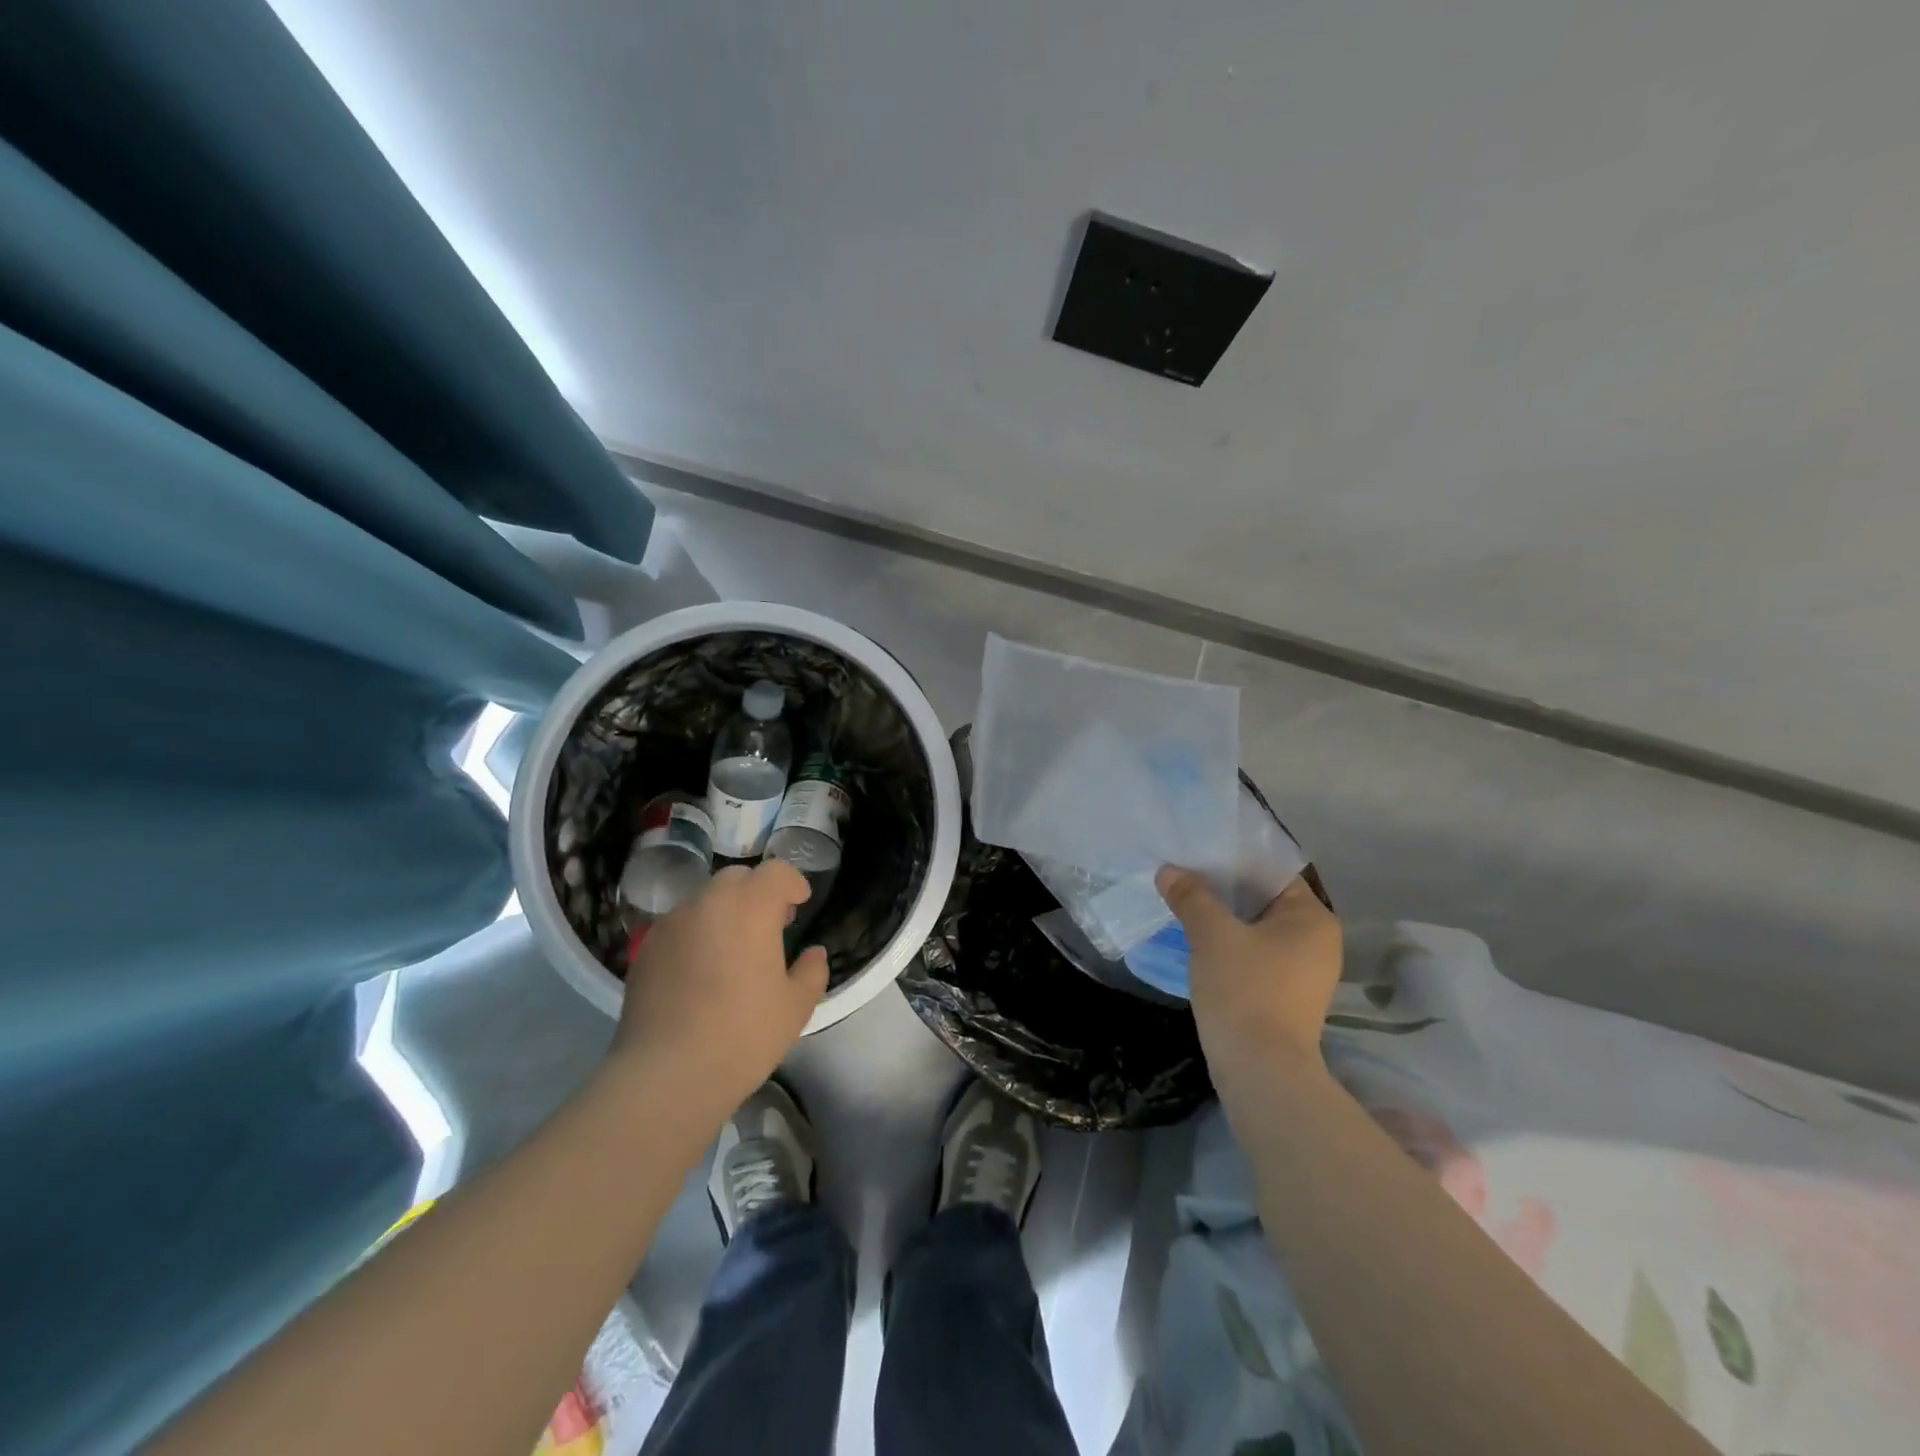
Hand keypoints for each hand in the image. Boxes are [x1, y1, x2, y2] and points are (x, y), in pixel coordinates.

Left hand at [610, 860, 828, 1116]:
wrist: (665, 1074)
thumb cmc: (742, 1035)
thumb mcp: (795, 1007)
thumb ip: (812, 971)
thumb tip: (813, 953)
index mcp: (750, 907)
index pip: (776, 871)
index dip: (793, 883)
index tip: (800, 904)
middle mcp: (708, 903)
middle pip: (738, 878)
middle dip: (758, 893)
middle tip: (770, 926)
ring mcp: (672, 924)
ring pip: (705, 900)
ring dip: (725, 912)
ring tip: (734, 950)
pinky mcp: (646, 949)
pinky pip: (680, 926)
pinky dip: (697, 934)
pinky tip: (701, 972)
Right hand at [1156, 867, 1342, 1094]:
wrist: (1261, 1071)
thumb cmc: (1245, 989)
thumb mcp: (1212, 934)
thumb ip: (1191, 897)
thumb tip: (1168, 870)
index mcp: (1312, 918)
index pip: (1272, 873)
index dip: (1234, 860)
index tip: (1198, 853)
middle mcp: (1317, 941)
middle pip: (1264, 900)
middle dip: (1224, 890)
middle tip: (1185, 875)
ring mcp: (1304, 973)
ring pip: (1257, 930)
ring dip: (1224, 919)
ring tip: (1185, 903)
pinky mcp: (1285, 996)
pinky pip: (1255, 955)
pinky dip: (1229, 945)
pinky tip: (1198, 941)